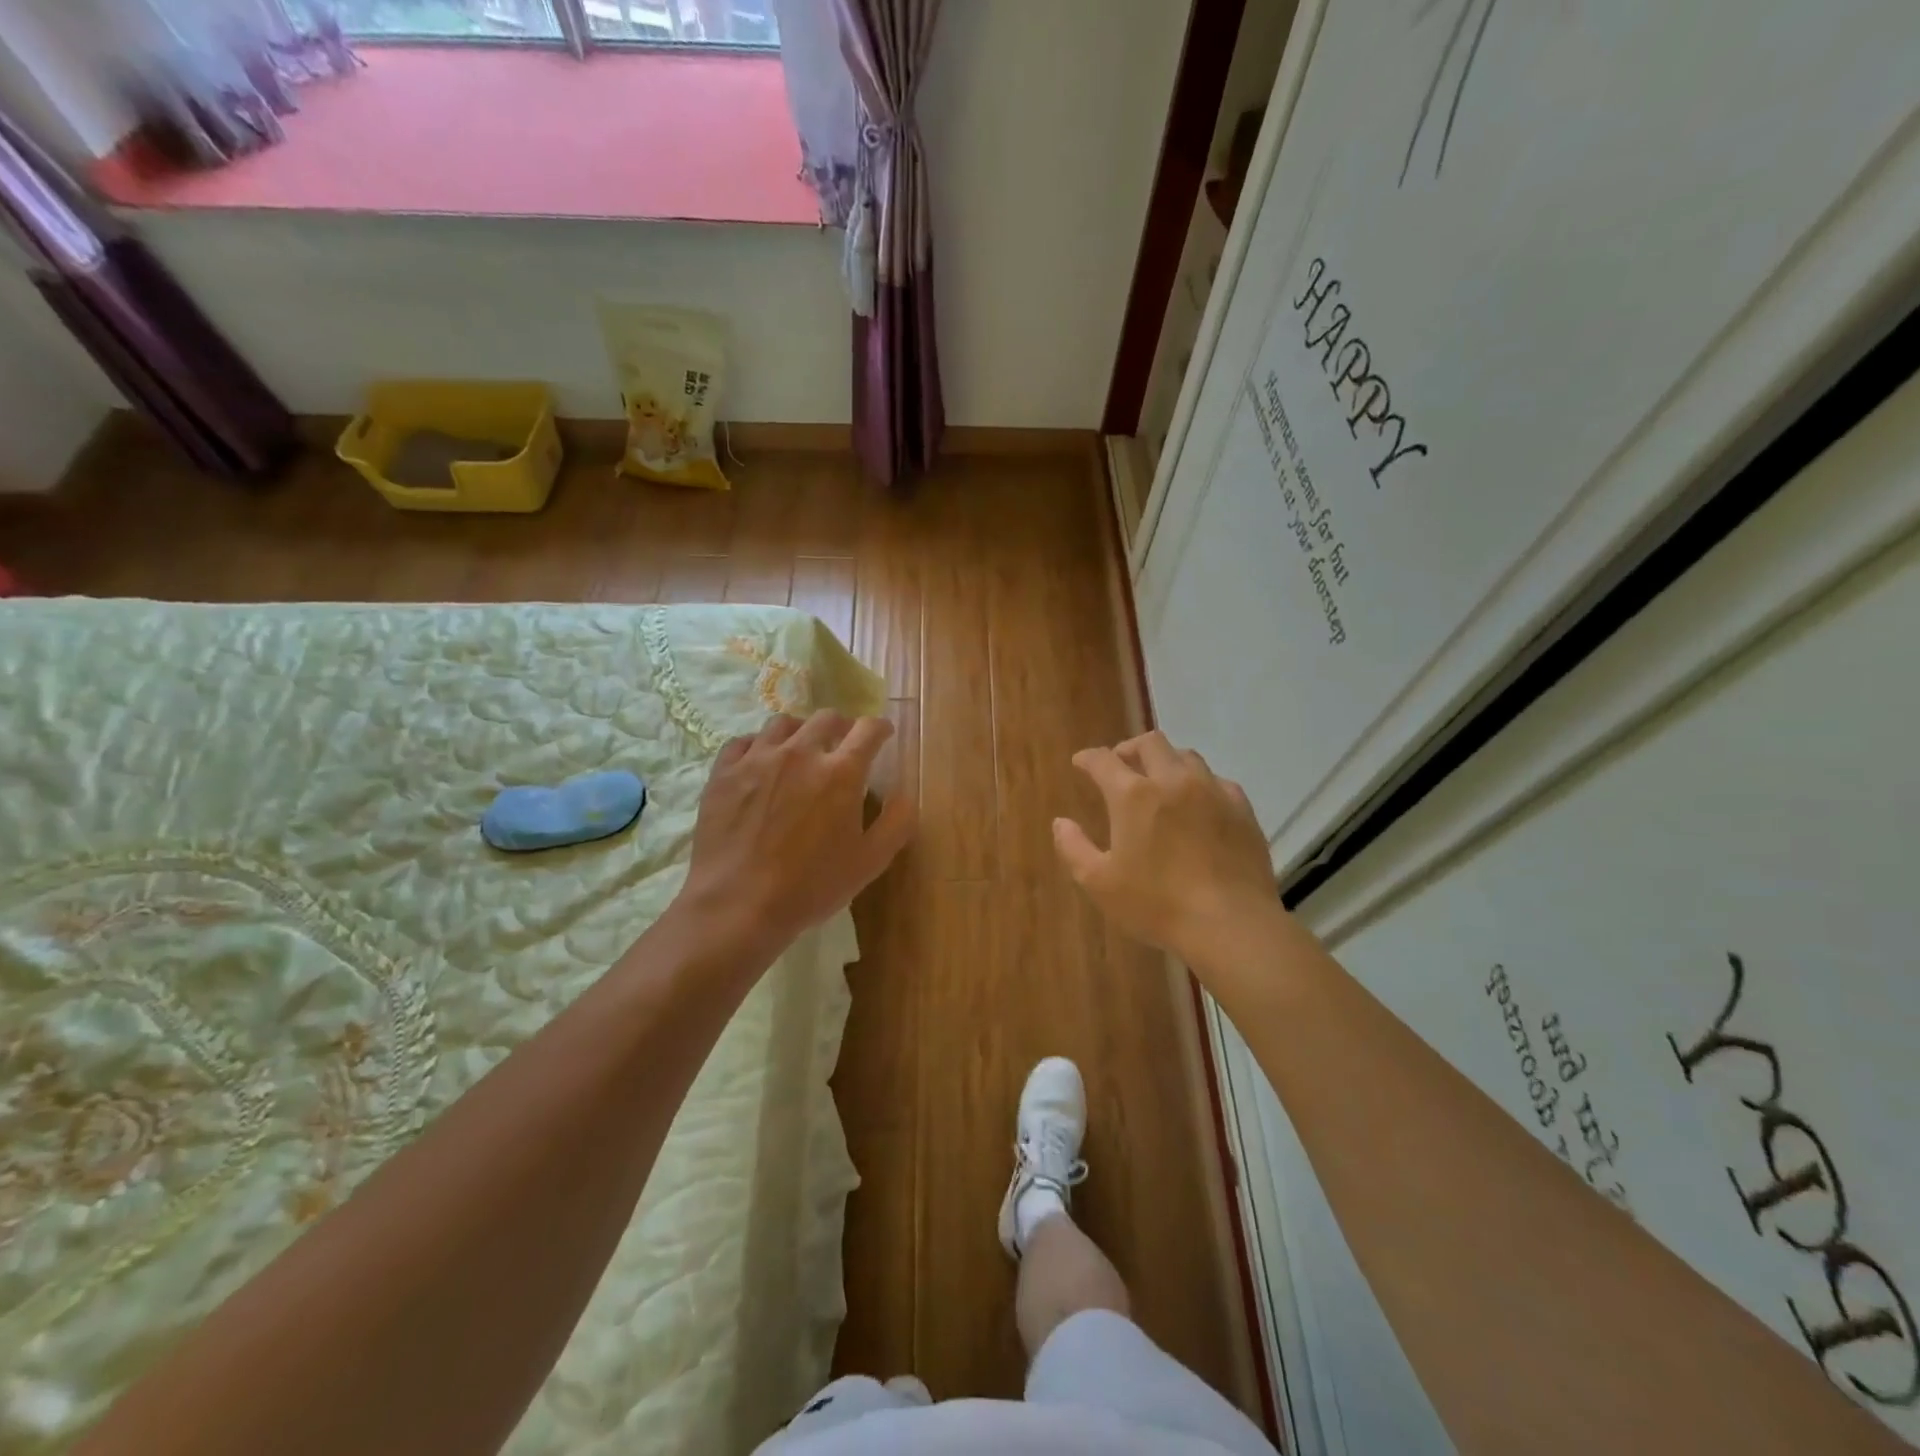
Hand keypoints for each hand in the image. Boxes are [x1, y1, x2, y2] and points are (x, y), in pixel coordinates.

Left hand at [681, 711, 915, 953]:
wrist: (738, 904)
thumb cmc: (810, 886)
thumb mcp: (869, 862)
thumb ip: (896, 823)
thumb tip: (905, 795)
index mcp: (840, 773)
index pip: (868, 730)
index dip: (880, 728)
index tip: (883, 735)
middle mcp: (800, 753)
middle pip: (825, 718)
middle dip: (841, 725)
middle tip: (842, 743)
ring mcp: (757, 759)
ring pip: (782, 723)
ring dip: (799, 730)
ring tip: (800, 749)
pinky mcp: (723, 773)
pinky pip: (742, 742)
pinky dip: (758, 745)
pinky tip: (760, 762)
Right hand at [1054, 730, 1278, 973]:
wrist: (1231, 924)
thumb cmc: (1157, 904)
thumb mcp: (1099, 883)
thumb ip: (1074, 848)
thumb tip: (1061, 822)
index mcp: (1133, 795)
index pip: (1103, 760)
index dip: (1088, 758)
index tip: (1081, 763)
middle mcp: (1173, 780)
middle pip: (1150, 743)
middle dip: (1129, 749)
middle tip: (1120, 766)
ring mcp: (1212, 790)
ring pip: (1186, 756)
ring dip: (1166, 761)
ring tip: (1159, 782)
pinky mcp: (1242, 808)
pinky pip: (1216, 780)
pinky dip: (1198, 783)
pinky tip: (1198, 804)